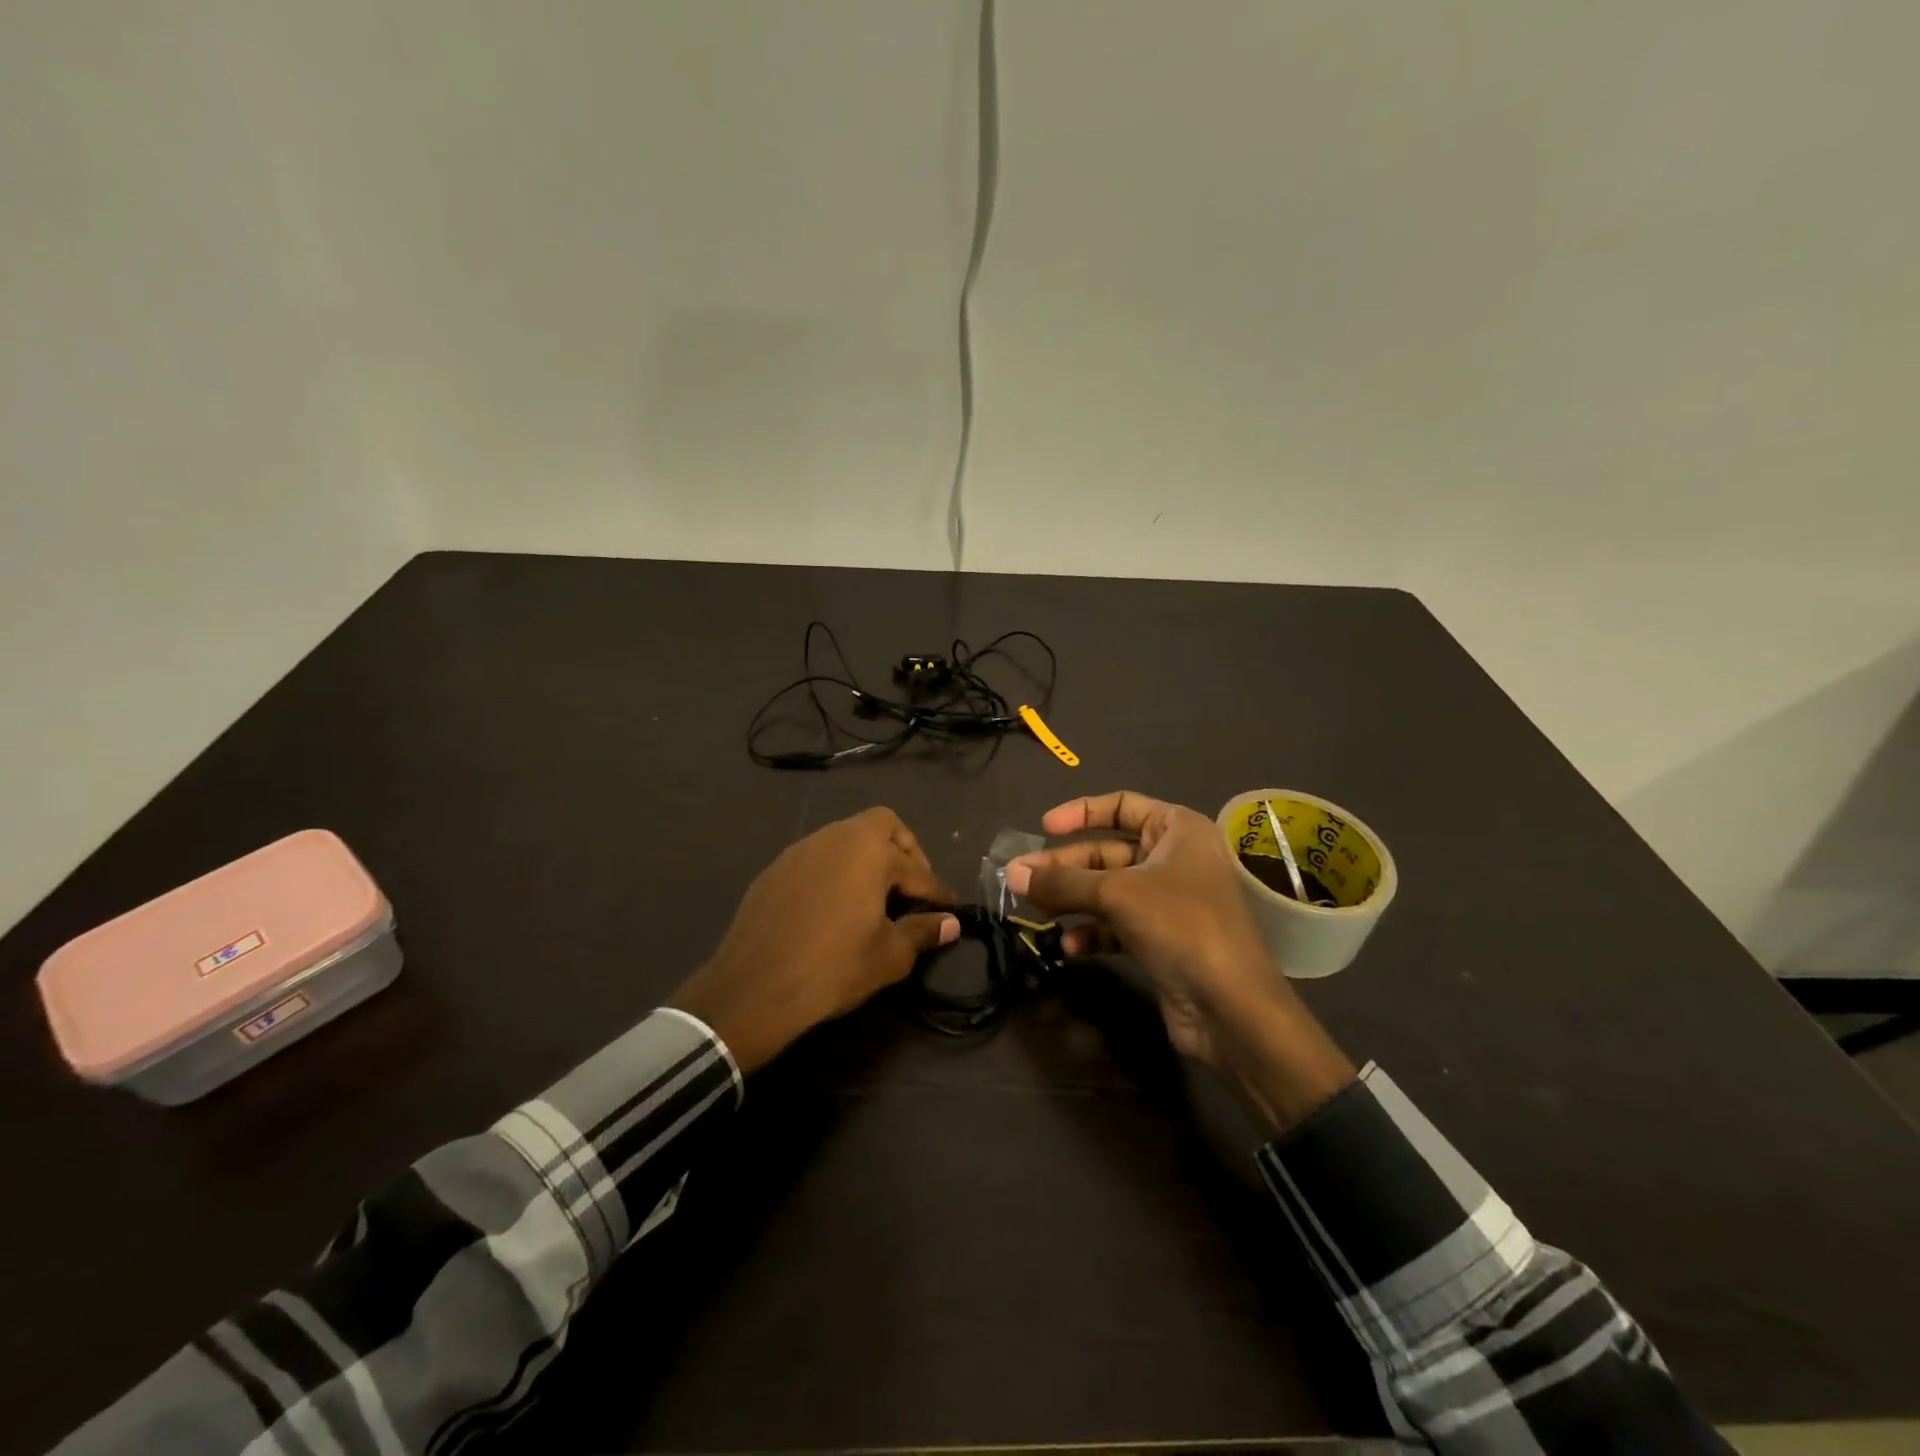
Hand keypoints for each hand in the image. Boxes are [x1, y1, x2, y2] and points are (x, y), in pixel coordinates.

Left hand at [669, 807, 958, 1073]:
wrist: (754, 988)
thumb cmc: (834, 967)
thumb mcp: (889, 956)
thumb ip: (923, 932)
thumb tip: (951, 923)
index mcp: (869, 852)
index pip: (916, 869)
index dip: (936, 890)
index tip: (949, 908)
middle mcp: (836, 838)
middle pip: (882, 824)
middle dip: (904, 850)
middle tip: (911, 886)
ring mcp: (801, 850)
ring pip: (845, 837)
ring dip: (867, 857)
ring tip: (876, 895)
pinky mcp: (775, 869)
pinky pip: (817, 858)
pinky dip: (836, 871)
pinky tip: (835, 905)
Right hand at [1006, 791, 1354, 1133]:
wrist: (1232, 1006)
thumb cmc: (1180, 925)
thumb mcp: (1116, 894)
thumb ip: (1062, 882)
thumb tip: (1011, 873)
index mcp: (1178, 829)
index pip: (1122, 805)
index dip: (1081, 812)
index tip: (1044, 827)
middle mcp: (1176, 859)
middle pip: (1109, 851)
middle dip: (1066, 866)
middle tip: (1022, 879)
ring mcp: (1171, 901)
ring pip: (1109, 890)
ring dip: (1073, 900)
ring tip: (1036, 912)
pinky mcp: (1163, 939)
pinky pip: (1118, 925)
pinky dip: (1093, 931)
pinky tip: (1070, 945)